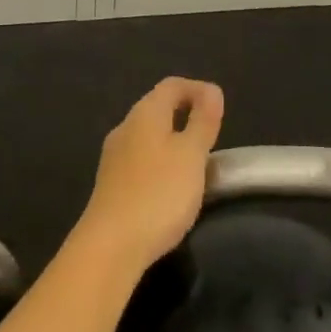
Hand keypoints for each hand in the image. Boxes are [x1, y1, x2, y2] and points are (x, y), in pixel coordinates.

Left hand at [76, 77, 224, 275]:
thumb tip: (211, 90)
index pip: (171, 86)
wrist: (111, 245)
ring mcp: (114, 157)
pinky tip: (172, 186)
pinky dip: (161, 162)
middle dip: (185, 114)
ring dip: (173, 141)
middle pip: (157, 108)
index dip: (197, 89)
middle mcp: (125, 128)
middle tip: (212, 135)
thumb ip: (203, 121)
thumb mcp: (192, 155)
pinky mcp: (111, 183)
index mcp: (145, 114)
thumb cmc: (159, 193)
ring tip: (197, 162)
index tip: (219, 106)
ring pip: (148, 136)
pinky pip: (141, 160)